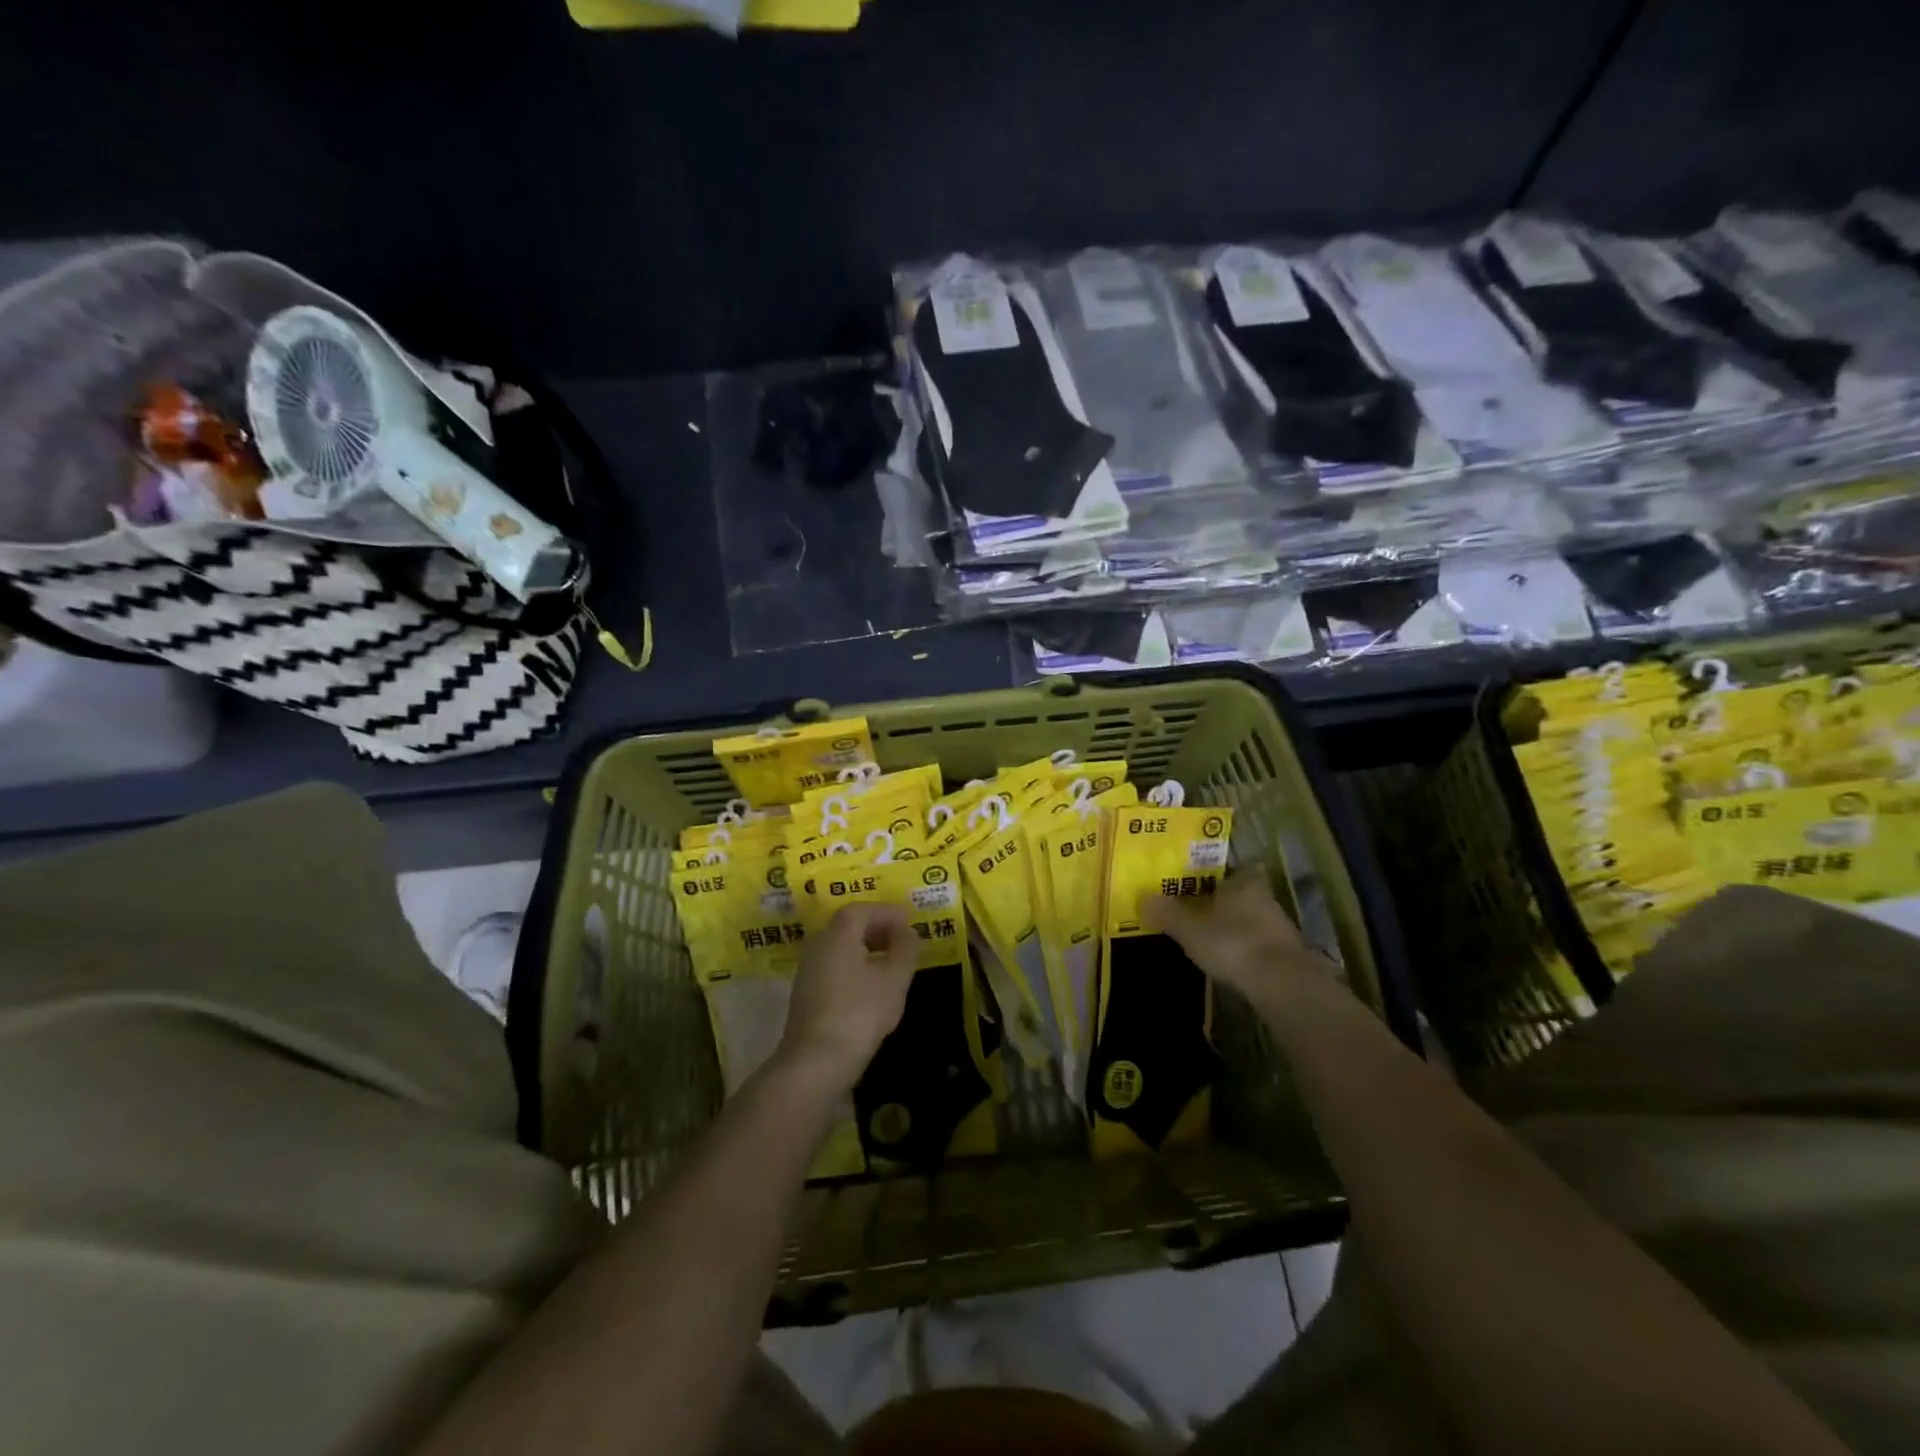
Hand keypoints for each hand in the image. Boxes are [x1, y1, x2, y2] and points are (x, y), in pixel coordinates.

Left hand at [777, 903, 917, 1090]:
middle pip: (849, 925)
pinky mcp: (806, 994)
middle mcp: (818, 944)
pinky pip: (834, 966)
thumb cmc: (860, 1012)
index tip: (910, 923)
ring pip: (841, 947)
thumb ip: (905, 949)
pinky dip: (855, 966)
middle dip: (878, 929)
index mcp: (838, 933)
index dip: (888, 913)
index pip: (863, 909)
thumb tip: (908, 932)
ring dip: (867, 949)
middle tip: (904, 941)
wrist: (816, 1062)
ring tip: (893, 964)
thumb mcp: (894, 979)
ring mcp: (808, 970)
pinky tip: (872, 987)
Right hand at [1145, 872, 1334, 1006]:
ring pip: (1253, 918)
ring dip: (1236, 926)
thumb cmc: (1233, 944)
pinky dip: (1246, 948)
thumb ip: (1167, 913)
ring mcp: (1280, 928)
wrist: (1283, 985)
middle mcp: (1266, 899)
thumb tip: (1144, 898)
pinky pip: (1260, 943)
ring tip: (1211, 936)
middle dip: (1225, 900)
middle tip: (1199, 908)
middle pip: (1243, 893)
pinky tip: (1230, 959)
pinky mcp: (1287, 956)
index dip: (1223, 873)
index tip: (1204, 880)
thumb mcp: (1190, 929)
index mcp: (1244, 883)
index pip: (1238, 867)